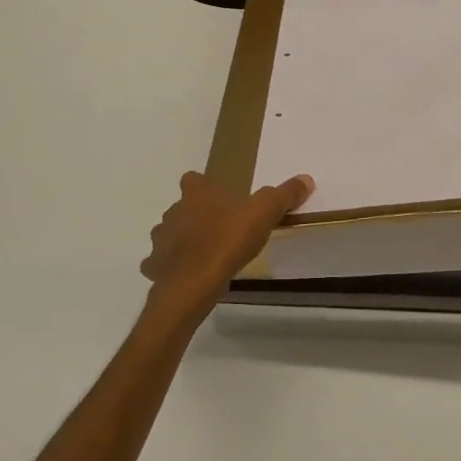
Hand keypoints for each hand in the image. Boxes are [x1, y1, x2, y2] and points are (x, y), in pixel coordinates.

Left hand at [140, 171, 314, 316]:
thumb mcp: (263, 214)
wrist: (193, 282)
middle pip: (181, 207)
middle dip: (195, 216)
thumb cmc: (227, 241)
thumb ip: (283, 196)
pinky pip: (160, 263)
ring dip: (181, 241)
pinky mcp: (155, 266)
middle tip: (218, 229)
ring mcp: (161, 239)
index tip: (218, 197)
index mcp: (197, 194)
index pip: (193, 179)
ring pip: (168, 234)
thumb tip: (305, 179)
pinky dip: (170, 267)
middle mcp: (173, 211)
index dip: (204, 186)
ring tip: (204, 255)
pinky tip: (186, 276)